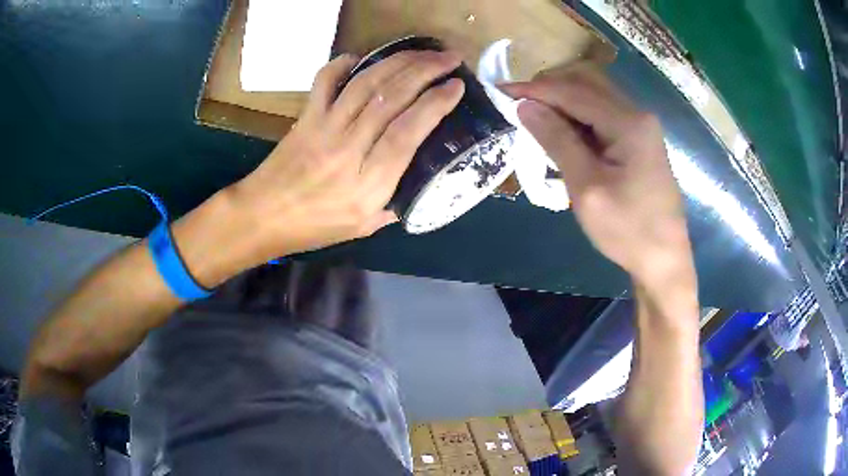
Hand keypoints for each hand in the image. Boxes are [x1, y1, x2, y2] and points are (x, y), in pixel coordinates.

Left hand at [228, 51, 464, 263]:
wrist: (263, 216)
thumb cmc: (314, 227)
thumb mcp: (362, 227)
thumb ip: (393, 203)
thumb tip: (416, 179)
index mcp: (368, 183)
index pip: (408, 132)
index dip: (435, 103)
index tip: (456, 86)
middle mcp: (349, 149)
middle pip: (391, 98)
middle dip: (426, 71)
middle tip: (449, 59)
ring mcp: (324, 127)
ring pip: (365, 84)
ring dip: (398, 62)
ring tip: (423, 52)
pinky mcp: (306, 116)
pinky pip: (324, 81)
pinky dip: (342, 64)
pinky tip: (360, 56)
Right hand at [501, 65, 692, 287]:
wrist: (664, 259)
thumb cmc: (628, 229)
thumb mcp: (586, 188)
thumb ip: (557, 140)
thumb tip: (525, 106)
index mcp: (628, 122)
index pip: (573, 92)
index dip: (535, 89)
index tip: (501, 92)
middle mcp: (637, 114)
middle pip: (586, 82)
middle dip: (549, 88)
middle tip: (519, 104)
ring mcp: (641, 125)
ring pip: (594, 95)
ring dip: (563, 100)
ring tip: (535, 117)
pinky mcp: (639, 139)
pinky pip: (603, 113)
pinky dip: (578, 115)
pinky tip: (563, 131)